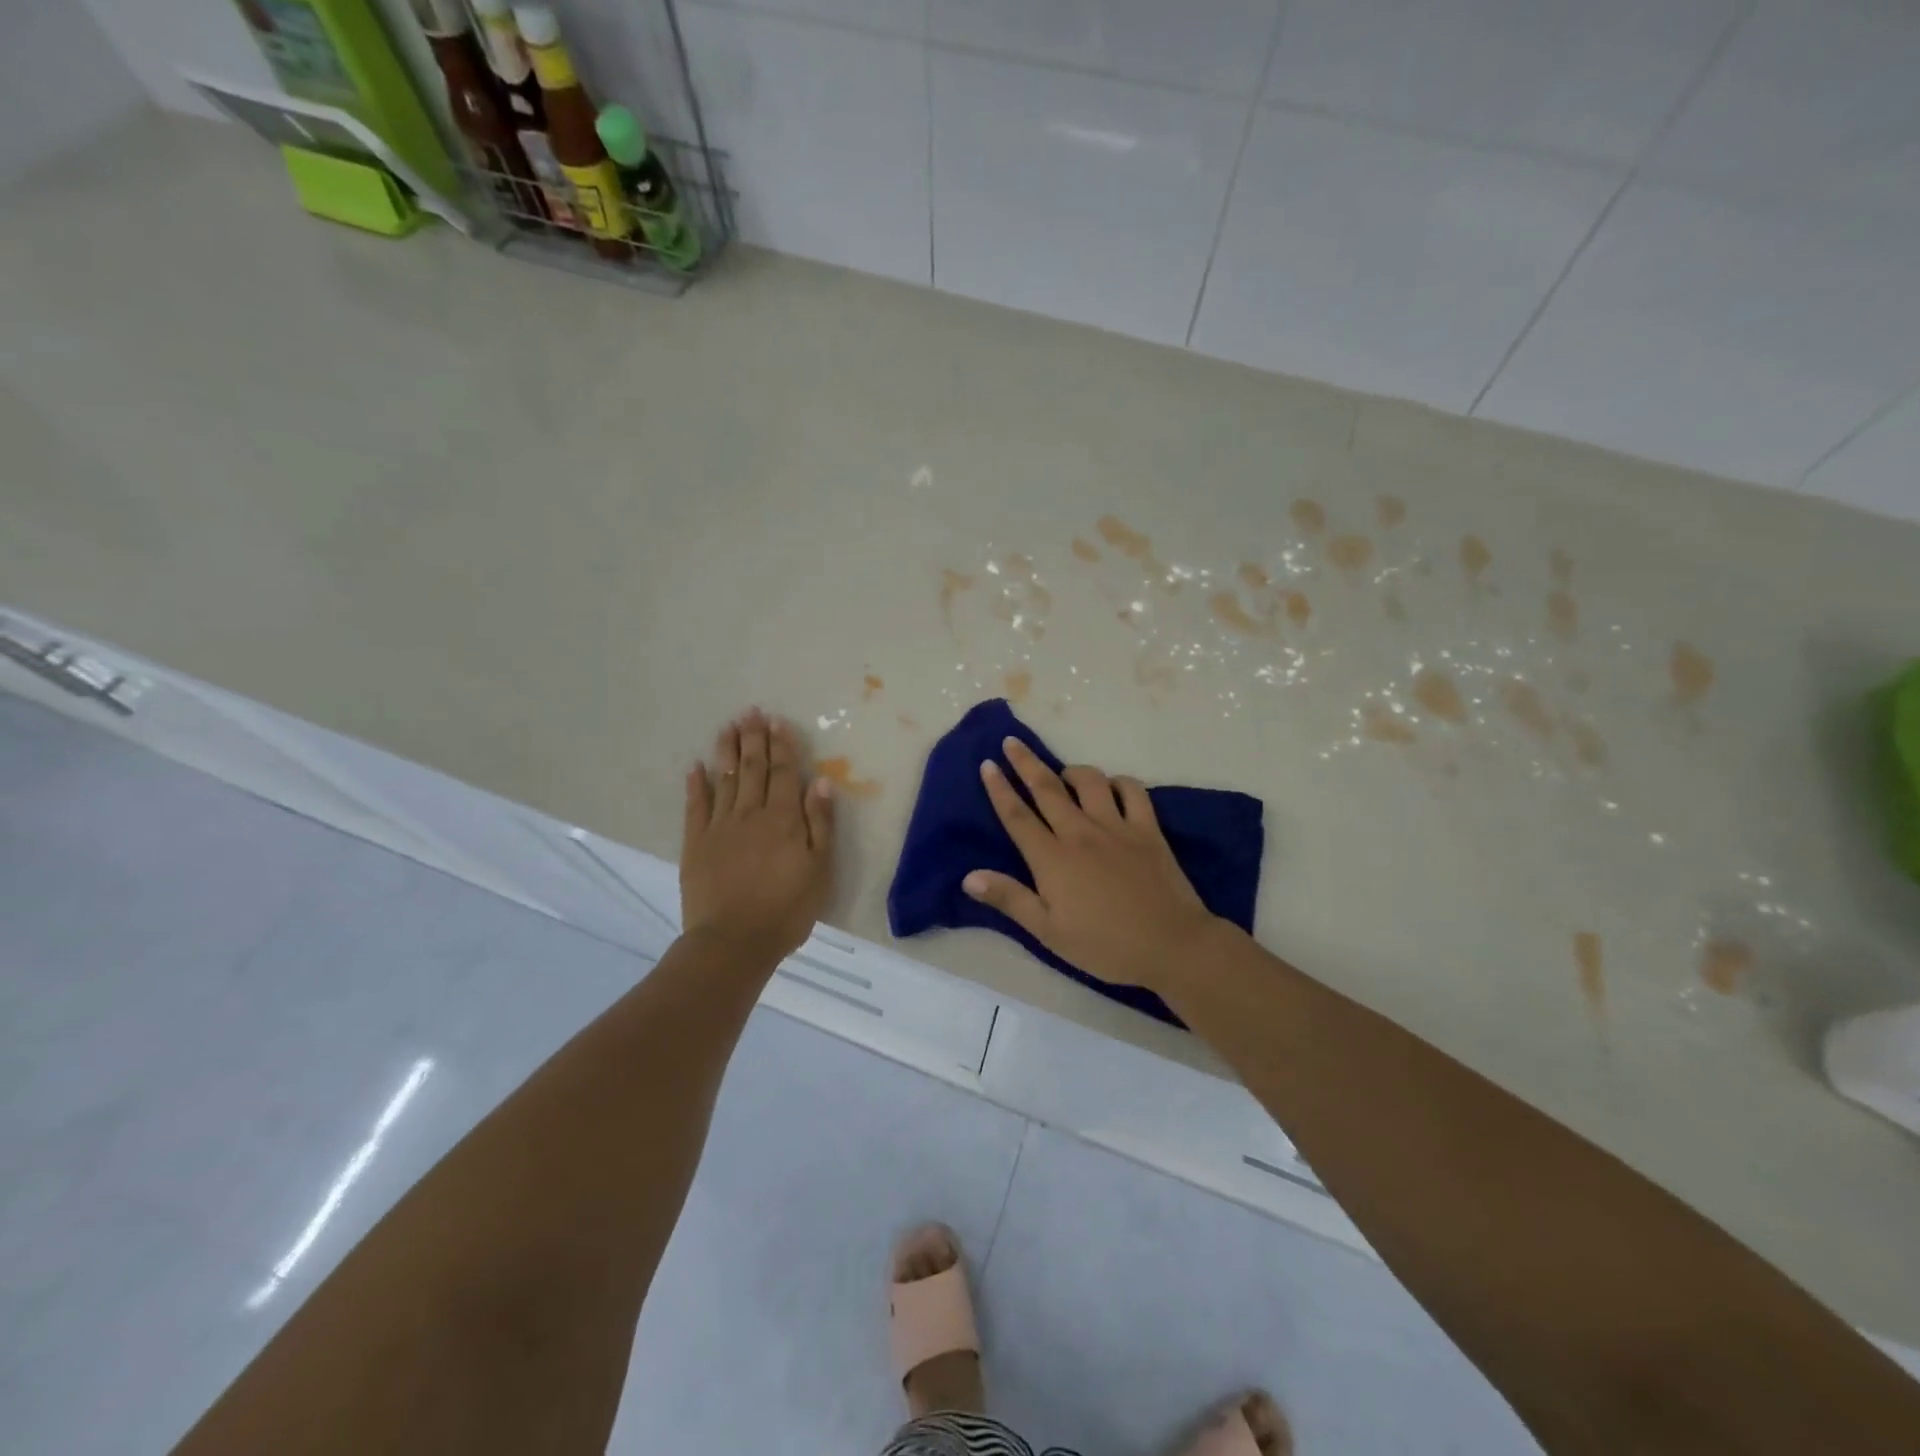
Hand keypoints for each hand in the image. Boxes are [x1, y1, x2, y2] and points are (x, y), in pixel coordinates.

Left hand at [681, 708, 834, 962]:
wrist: (734, 941)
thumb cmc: (787, 909)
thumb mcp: (819, 869)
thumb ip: (820, 824)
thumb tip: (821, 782)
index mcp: (784, 819)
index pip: (784, 773)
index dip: (781, 746)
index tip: (777, 721)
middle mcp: (751, 814)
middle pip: (752, 768)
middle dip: (753, 739)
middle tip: (751, 711)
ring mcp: (720, 827)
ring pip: (724, 779)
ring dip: (727, 751)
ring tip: (728, 726)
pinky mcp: (696, 844)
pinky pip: (695, 806)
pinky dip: (696, 784)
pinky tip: (696, 766)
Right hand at [963, 738, 1225, 992]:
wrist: (1171, 944)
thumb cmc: (1104, 945)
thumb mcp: (1048, 932)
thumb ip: (1010, 899)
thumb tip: (969, 876)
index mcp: (1052, 858)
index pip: (1017, 816)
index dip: (999, 788)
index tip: (987, 764)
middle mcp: (1080, 833)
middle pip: (1047, 788)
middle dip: (1025, 763)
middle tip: (1012, 742)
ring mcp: (1116, 827)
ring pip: (1090, 781)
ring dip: (1072, 771)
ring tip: (1063, 774)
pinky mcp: (1148, 829)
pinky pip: (1133, 790)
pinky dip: (1119, 782)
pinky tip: (1112, 787)